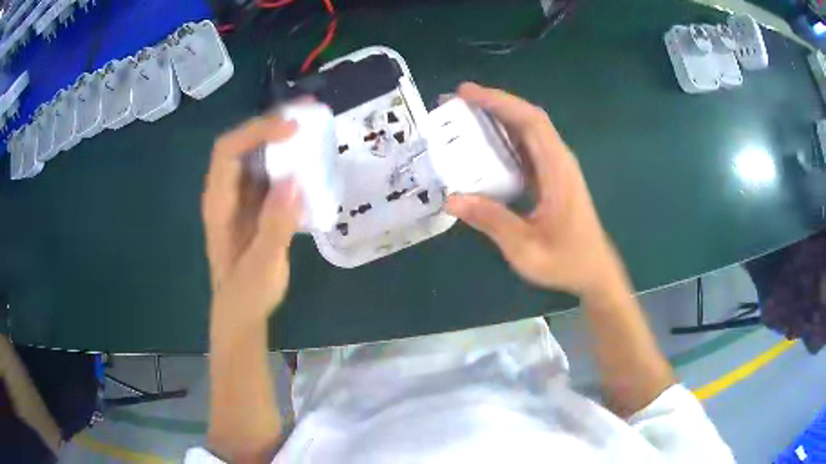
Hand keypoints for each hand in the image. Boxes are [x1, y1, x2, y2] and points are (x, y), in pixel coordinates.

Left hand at [202, 115, 301, 329]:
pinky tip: (309, 158)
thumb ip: (275, 225)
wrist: (242, 311)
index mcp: (219, 203)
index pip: (228, 151)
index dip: (257, 132)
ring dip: (281, 137)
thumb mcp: (262, 265)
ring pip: (257, 154)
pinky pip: (270, 172)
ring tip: (312, 126)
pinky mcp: (256, 204)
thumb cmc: (247, 293)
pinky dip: (288, 159)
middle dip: (271, 123)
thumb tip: (295, 180)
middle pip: (242, 143)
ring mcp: (241, 197)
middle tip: (308, 112)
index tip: (292, 129)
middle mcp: (227, 192)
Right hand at [446, 83, 626, 298]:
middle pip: (528, 119)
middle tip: (456, 101)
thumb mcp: (526, 248)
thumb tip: (452, 199)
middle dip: (493, 104)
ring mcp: (556, 168)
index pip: (531, 122)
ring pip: (527, 131)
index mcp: (557, 170)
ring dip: (497, 119)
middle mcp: (558, 161)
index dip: (500, 102)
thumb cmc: (566, 261)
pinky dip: (503, 140)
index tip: (467, 93)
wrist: (594, 271)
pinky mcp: (551, 177)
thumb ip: (492, 221)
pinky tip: (482, 146)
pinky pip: (526, 149)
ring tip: (462, 117)